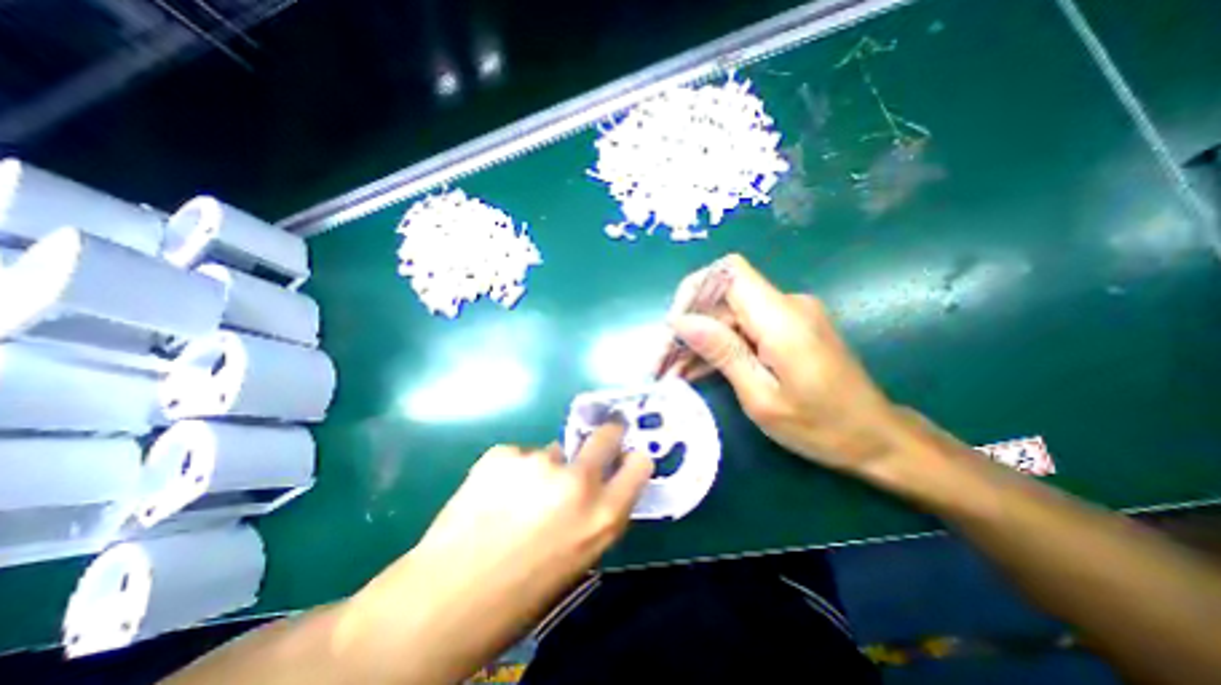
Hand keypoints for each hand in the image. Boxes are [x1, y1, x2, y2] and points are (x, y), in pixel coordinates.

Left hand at [336, 425, 653, 680]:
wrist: (441, 603)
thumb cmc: (519, 596)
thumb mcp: (578, 560)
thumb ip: (595, 515)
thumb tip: (599, 483)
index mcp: (603, 517)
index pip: (640, 464)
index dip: (632, 458)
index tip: (625, 456)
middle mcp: (578, 481)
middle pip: (607, 434)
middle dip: (607, 434)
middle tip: (596, 441)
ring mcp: (540, 462)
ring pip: (555, 451)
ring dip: (545, 467)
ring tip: (517, 497)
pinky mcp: (504, 453)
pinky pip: (520, 456)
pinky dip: (513, 470)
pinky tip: (492, 496)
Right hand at [667, 254, 915, 472]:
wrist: (876, 438)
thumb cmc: (822, 427)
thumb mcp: (762, 398)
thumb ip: (723, 353)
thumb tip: (682, 321)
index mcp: (782, 319)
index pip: (729, 272)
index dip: (695, 290)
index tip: (675, 327)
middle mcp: (786, 305)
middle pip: (723, 297)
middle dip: (688, 325)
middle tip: (662, 363)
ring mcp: (789, 316)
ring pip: (729, 314)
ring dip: (699, 339)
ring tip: (673, 371)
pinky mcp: (788, 328)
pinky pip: (744, 327)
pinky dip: (719, 345)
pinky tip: (698, 370)